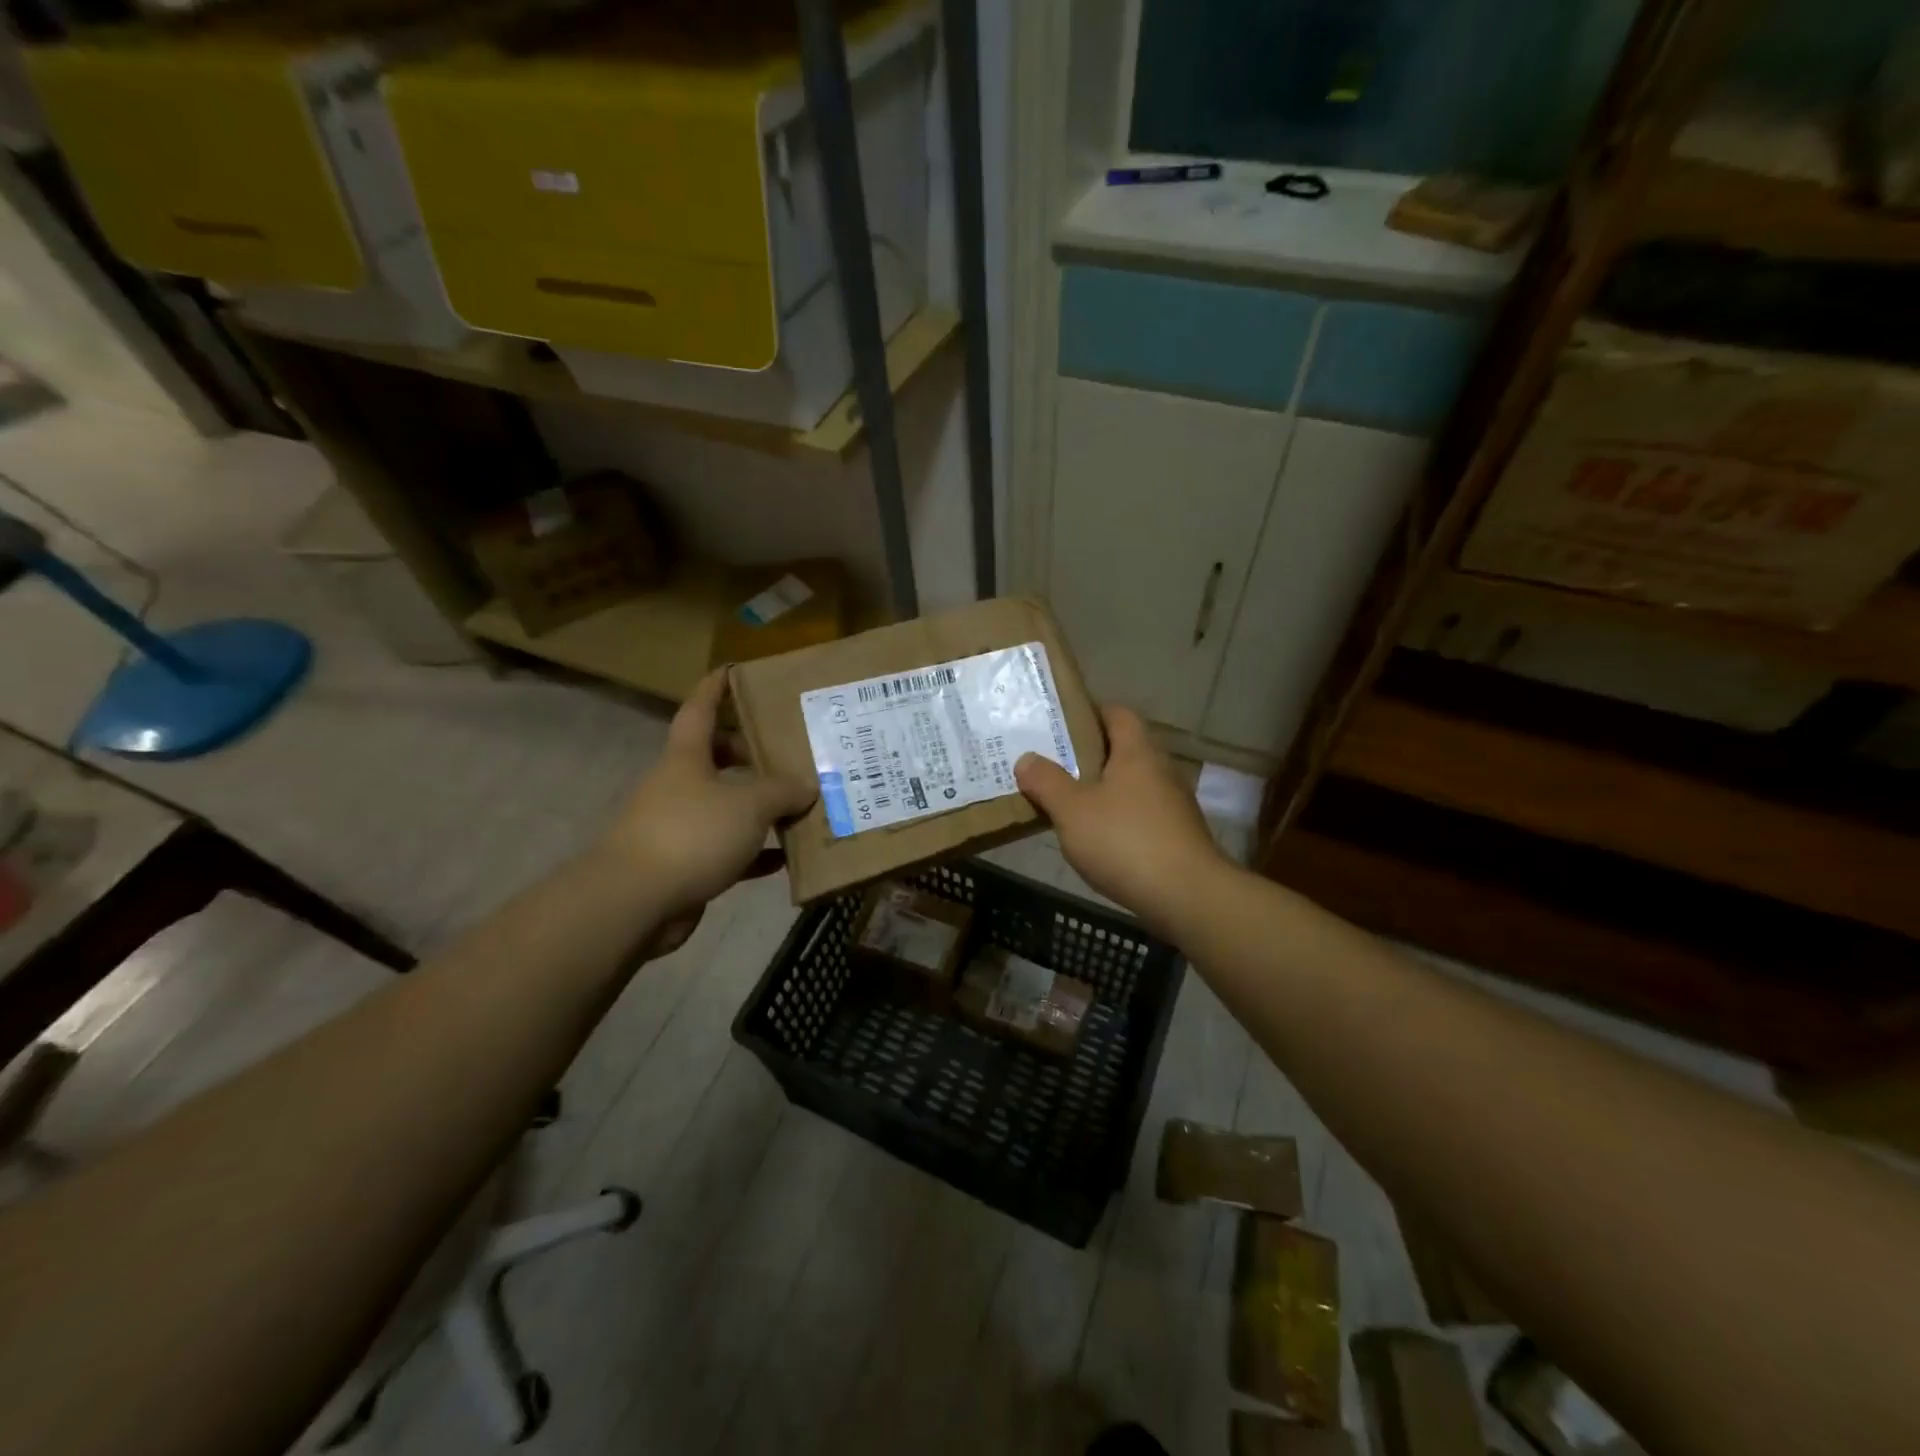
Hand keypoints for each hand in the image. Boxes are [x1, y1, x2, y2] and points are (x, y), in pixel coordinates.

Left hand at [599, 669, 816, 932]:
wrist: (635, 902)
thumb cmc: (692, 834)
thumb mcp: (749, 805)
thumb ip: (782, 791)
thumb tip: (807, 785)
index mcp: (687, 758)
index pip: (700, 710)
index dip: (715, 688)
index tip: (733, 671)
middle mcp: (679, 786)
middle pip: (714, 758)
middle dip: (748, 753)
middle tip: (787, 753)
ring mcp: (679, 826)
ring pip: (724, 806)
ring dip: (757, 807)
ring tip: (798, 805)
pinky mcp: (684, 865)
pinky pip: (727, 850)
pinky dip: (754, 852)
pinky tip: (784, 858)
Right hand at [1015, 705, 1229, 939]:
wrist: (1187, 895)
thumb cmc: (1124, 840)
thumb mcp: (1071, 810)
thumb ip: (1046, 781)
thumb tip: (1026, 758)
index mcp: (1137, 752)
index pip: (1118, 714)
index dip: (1090, 713)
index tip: (1061, 726)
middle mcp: (1161, 769)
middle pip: (1125, 749)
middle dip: (1091, 756)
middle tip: (1055, 767)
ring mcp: (1175, 804)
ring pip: (1134, 784)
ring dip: (1106, 790)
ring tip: (1071, 805)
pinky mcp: (1179, 835)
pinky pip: (1143, 814)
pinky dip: (1121, 819)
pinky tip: (1100, 840)